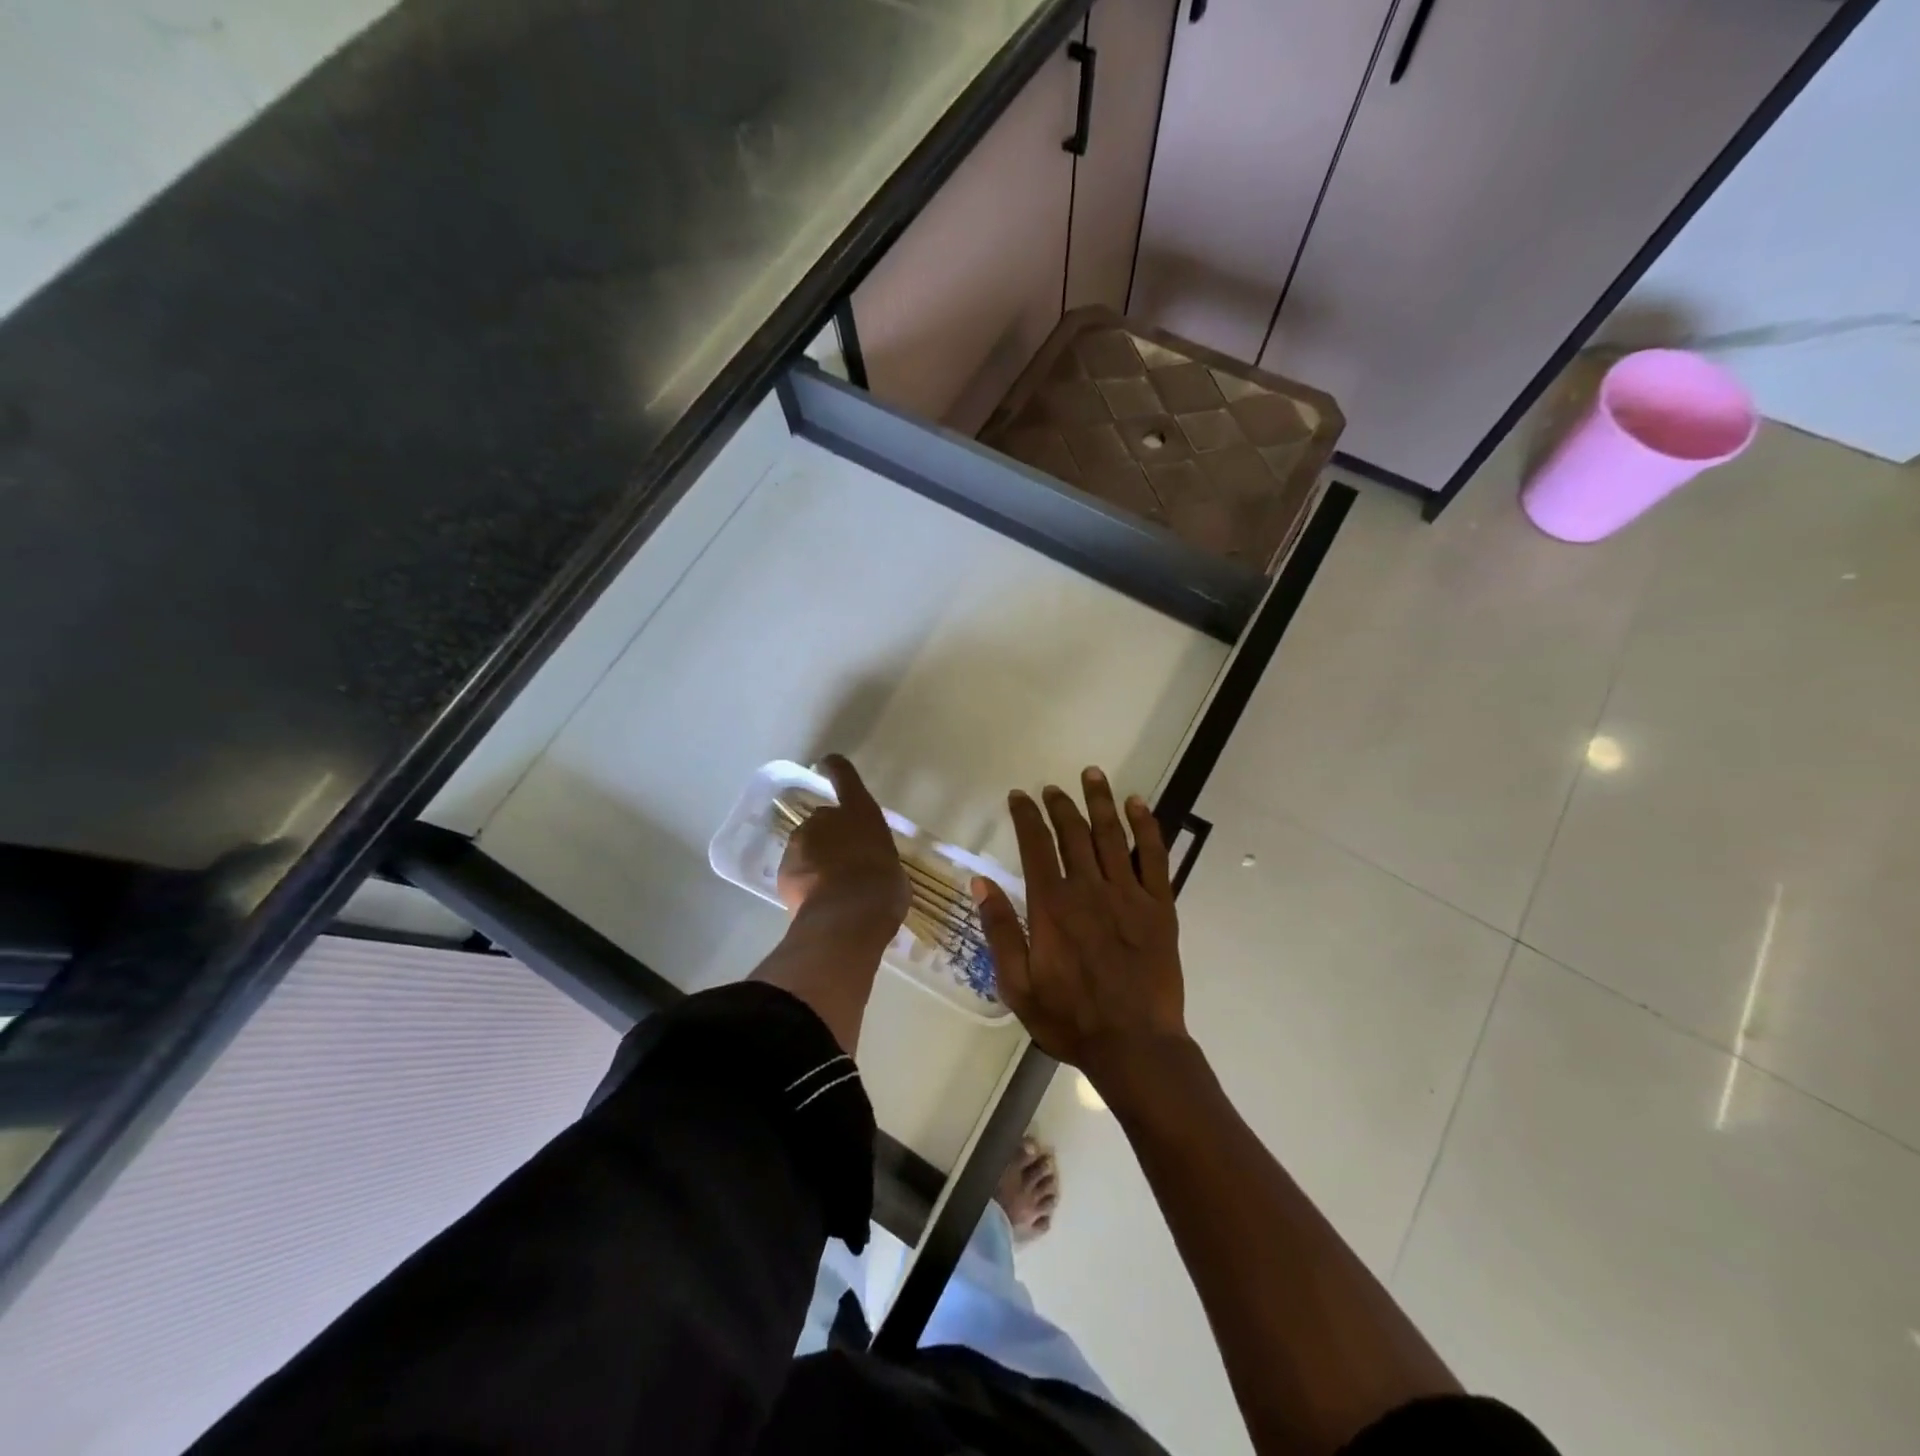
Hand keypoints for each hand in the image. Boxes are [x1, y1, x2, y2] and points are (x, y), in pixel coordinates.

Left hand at [776, 755, 908, 939]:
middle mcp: (826, 818)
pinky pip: (795, 872)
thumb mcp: (893, 869)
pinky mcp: (784, 869)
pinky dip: (803, 882)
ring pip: (806, 846)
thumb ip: (878, 859)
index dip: (836, 768)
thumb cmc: (884, 887)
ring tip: (831, 889)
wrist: (848, 915)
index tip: (827, 763)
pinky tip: (817, 902)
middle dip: (830, 837)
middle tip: (845, 864)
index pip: (845, 777)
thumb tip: (874, 871)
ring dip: (816, 860)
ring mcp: (801, 842)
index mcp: (860, 812)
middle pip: (824, 820)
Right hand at [972, 768, 1187, 1087]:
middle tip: (1053, 788)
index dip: (1026, 816)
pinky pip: (1153, 856)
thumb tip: (981, 882)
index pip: (1035, 846)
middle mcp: (1089, 888)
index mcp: (1052, 905)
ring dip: (1100, 801)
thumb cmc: (1070, 1018)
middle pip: (1072, 833)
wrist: (1134, 1045)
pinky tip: (1138, 805)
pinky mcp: (1160, 906)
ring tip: (1092, 775)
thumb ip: (1000, 930)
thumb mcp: (1018, 983)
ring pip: (1110, 835)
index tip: (1019, 796)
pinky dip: (1146, 827)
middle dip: (1060, 805)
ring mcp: (1128, 894)